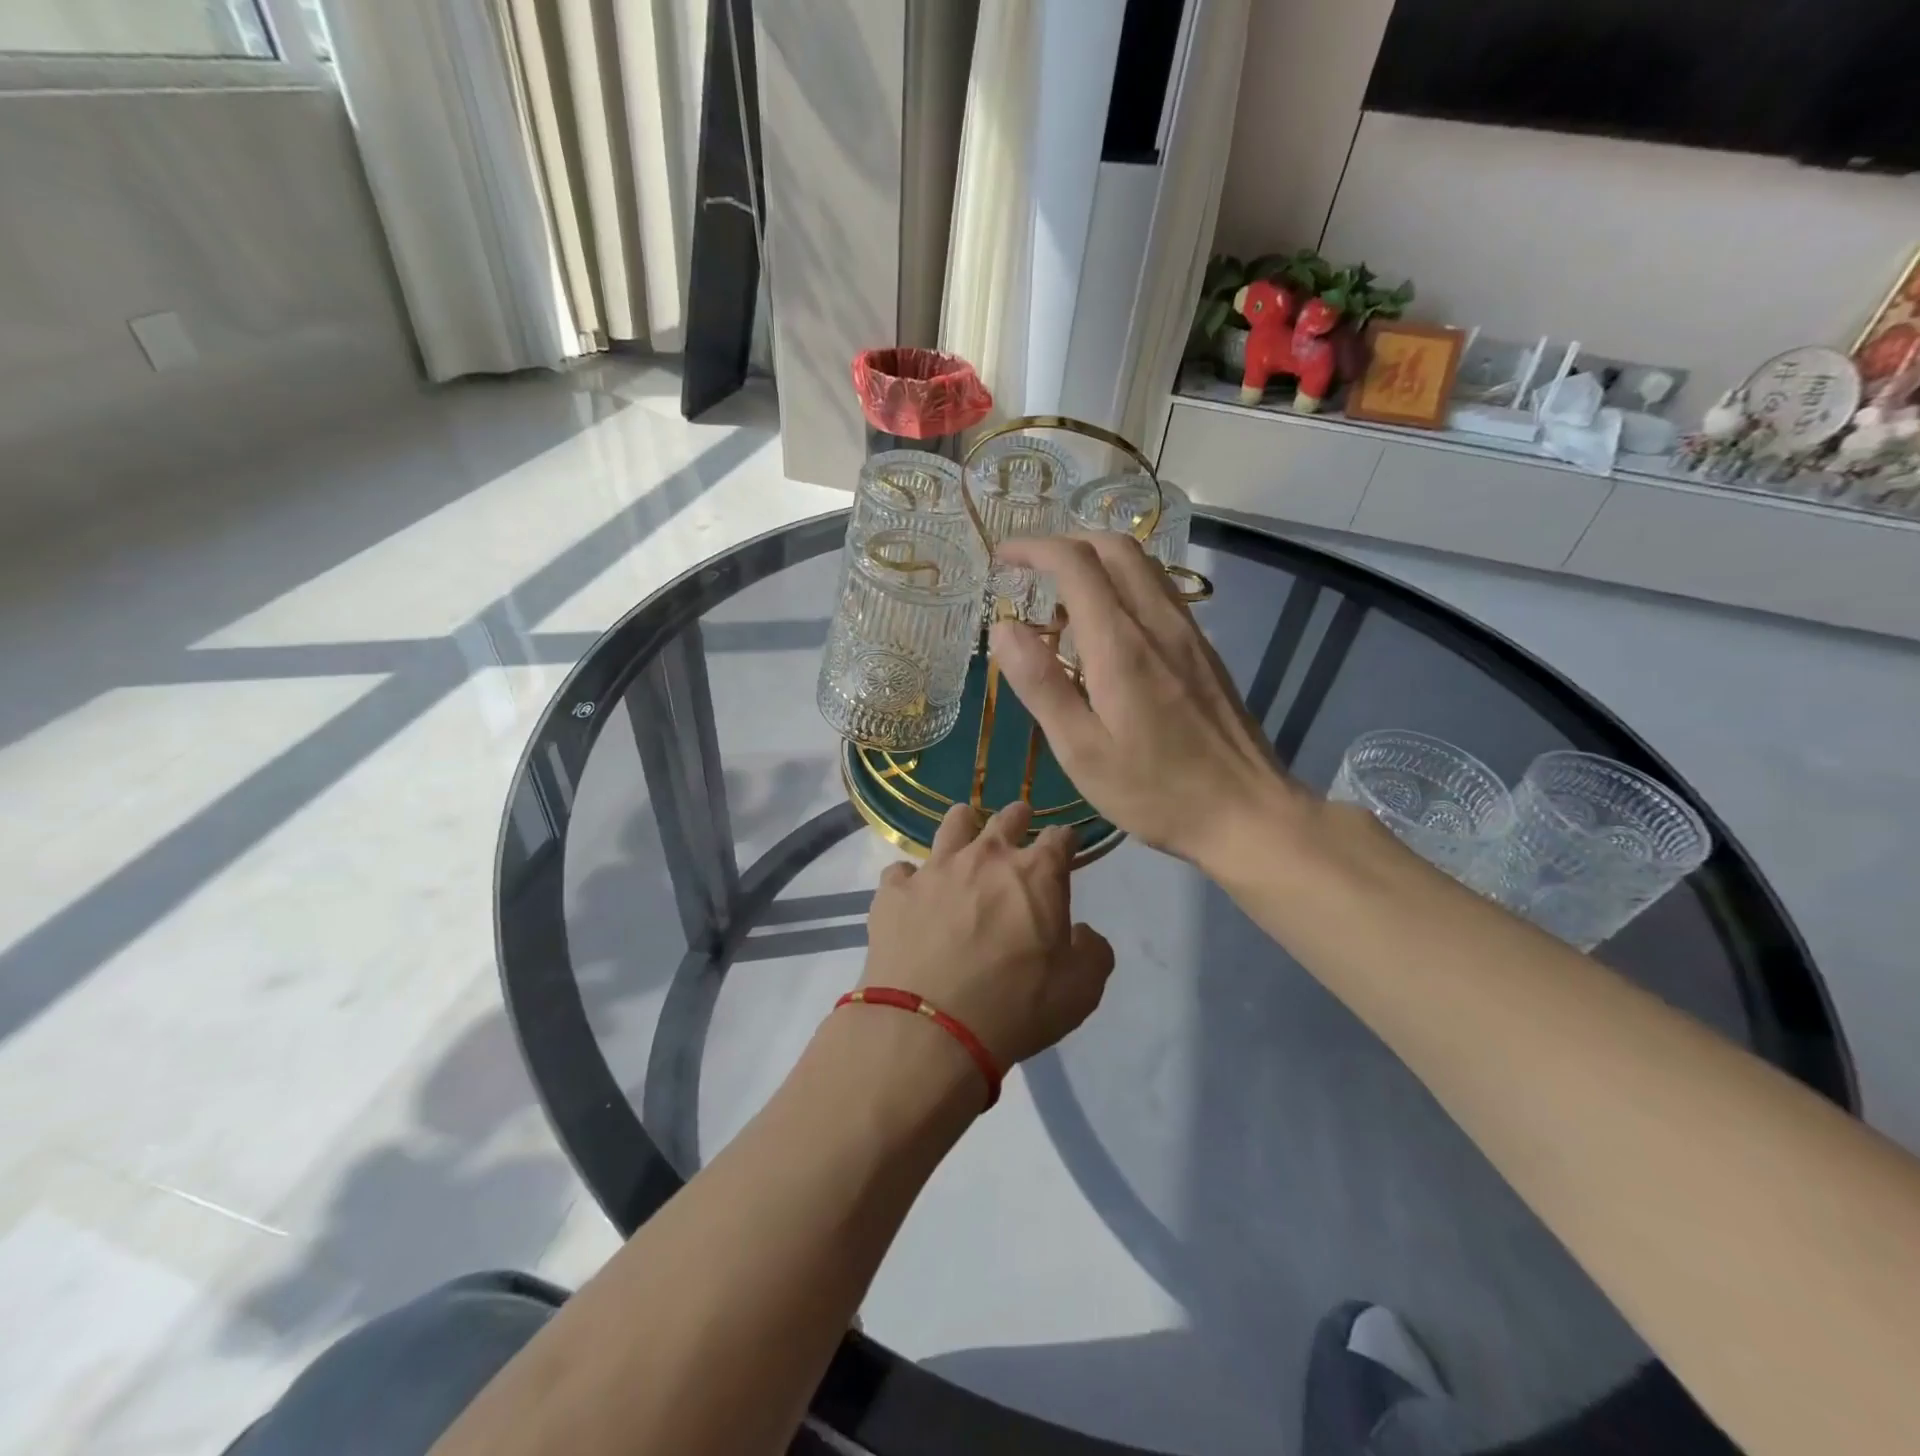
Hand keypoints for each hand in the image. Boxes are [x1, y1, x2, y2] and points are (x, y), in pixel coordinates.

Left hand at [860, 802, 1114, 1071]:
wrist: (930, 1028)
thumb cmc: (1016, 1006)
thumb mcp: (1080, 990)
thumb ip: (1093, 952)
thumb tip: (1082, 933)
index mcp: (1036, 874)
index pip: (1060, 838)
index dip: (1067, 839)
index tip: (1068, 844)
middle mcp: (985, 857)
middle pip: (1006, 819)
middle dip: (1018, 817)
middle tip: (1020, 819)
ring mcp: (936, 869)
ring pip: (952, 825)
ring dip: (963, 823)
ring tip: (964, 826)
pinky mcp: (895, 891)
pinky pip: (901, 871)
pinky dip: (910, 878)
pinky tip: (911, 891)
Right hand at [989, 533, 1307, 872]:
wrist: (1246, 812)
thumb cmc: (1154, 791)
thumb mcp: (1082, 751)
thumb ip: (1041, 685)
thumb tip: (1003, 628)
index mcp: (1121, 645)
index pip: (1076, 564)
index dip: (1034, 548)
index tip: (1002, 556)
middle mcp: (1158, 623)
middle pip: (1115, 547)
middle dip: (1067, 542)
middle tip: (1030, 568)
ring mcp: (1188, 633)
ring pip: (1143, 565)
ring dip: (1098, 560)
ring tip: (1062, 596)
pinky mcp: (1203, 650)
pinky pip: (1159, 592)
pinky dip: (1123, 584)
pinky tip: (1107, 626)